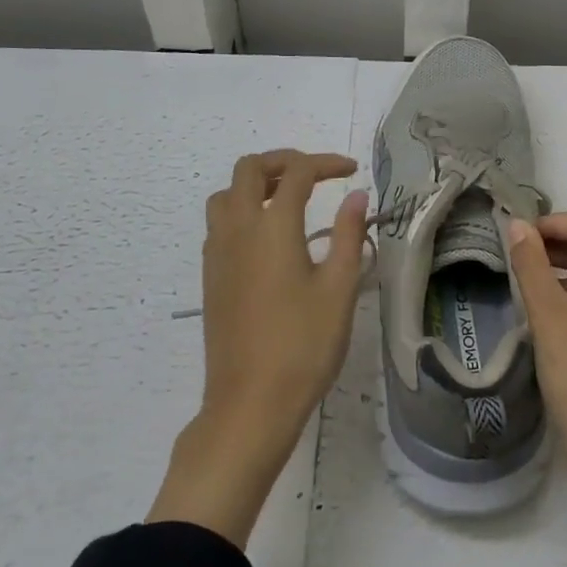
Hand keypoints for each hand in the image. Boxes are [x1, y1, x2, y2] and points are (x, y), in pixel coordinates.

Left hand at [148, 150, 368, 545]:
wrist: (249, 405)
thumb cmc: (302, 346)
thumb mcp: (339, 289)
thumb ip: (348, 234)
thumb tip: (356, 196)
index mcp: (273, 226)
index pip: (298, 172)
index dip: (326, 163)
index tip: (351, 171)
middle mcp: (238, 228)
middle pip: (250, 169)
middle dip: (284, 161)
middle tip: (315, 176)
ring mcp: (218, 252)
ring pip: (226, 193)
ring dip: (256, 183)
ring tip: (288, 199)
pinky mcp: (210, 276)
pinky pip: (219, 222)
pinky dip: (241, 209)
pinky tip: (267, 237)